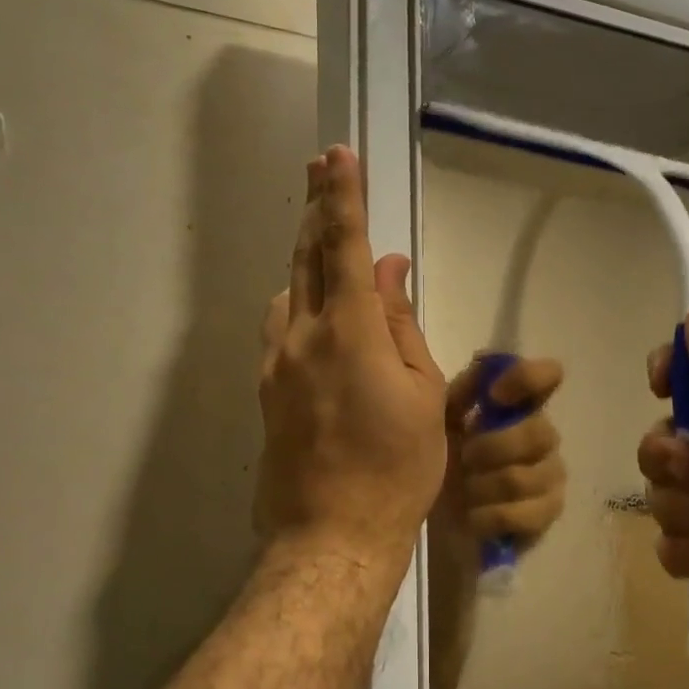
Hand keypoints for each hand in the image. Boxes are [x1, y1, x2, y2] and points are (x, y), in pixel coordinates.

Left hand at [255, 146, 447, 572]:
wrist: (333, 534)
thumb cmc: (398, 467)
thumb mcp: (422, 393)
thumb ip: (401, 323)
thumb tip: (391, 268)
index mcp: (349, 332)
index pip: (345, 246)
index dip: (343, 196)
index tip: (338, 155)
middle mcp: (302, 335)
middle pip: (306, 255)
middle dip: (315, 206)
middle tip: (317, 165)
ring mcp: (276, 362)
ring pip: (288, 289)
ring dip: (306, 255)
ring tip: (323, 235)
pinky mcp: (266, 388)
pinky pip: (281, 325)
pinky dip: (298, 300)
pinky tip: (312, 305)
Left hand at [430, 356, 566, 562]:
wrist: (432, 512)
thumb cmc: (440, 456)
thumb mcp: (441, 418)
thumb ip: (464, 391)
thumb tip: (484, 360)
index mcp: (518, 406)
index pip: (547, 376)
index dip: (527, 379)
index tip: (494, 396)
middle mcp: (542, 435)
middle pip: (538, 432)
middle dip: (491, 448)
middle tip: (464, 458)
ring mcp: (550, 475)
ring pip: (523, 477)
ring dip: (483, 486)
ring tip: (464, 490)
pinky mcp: (547, 513)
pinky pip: (525, 514)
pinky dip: (490, 516)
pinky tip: (474, 516)